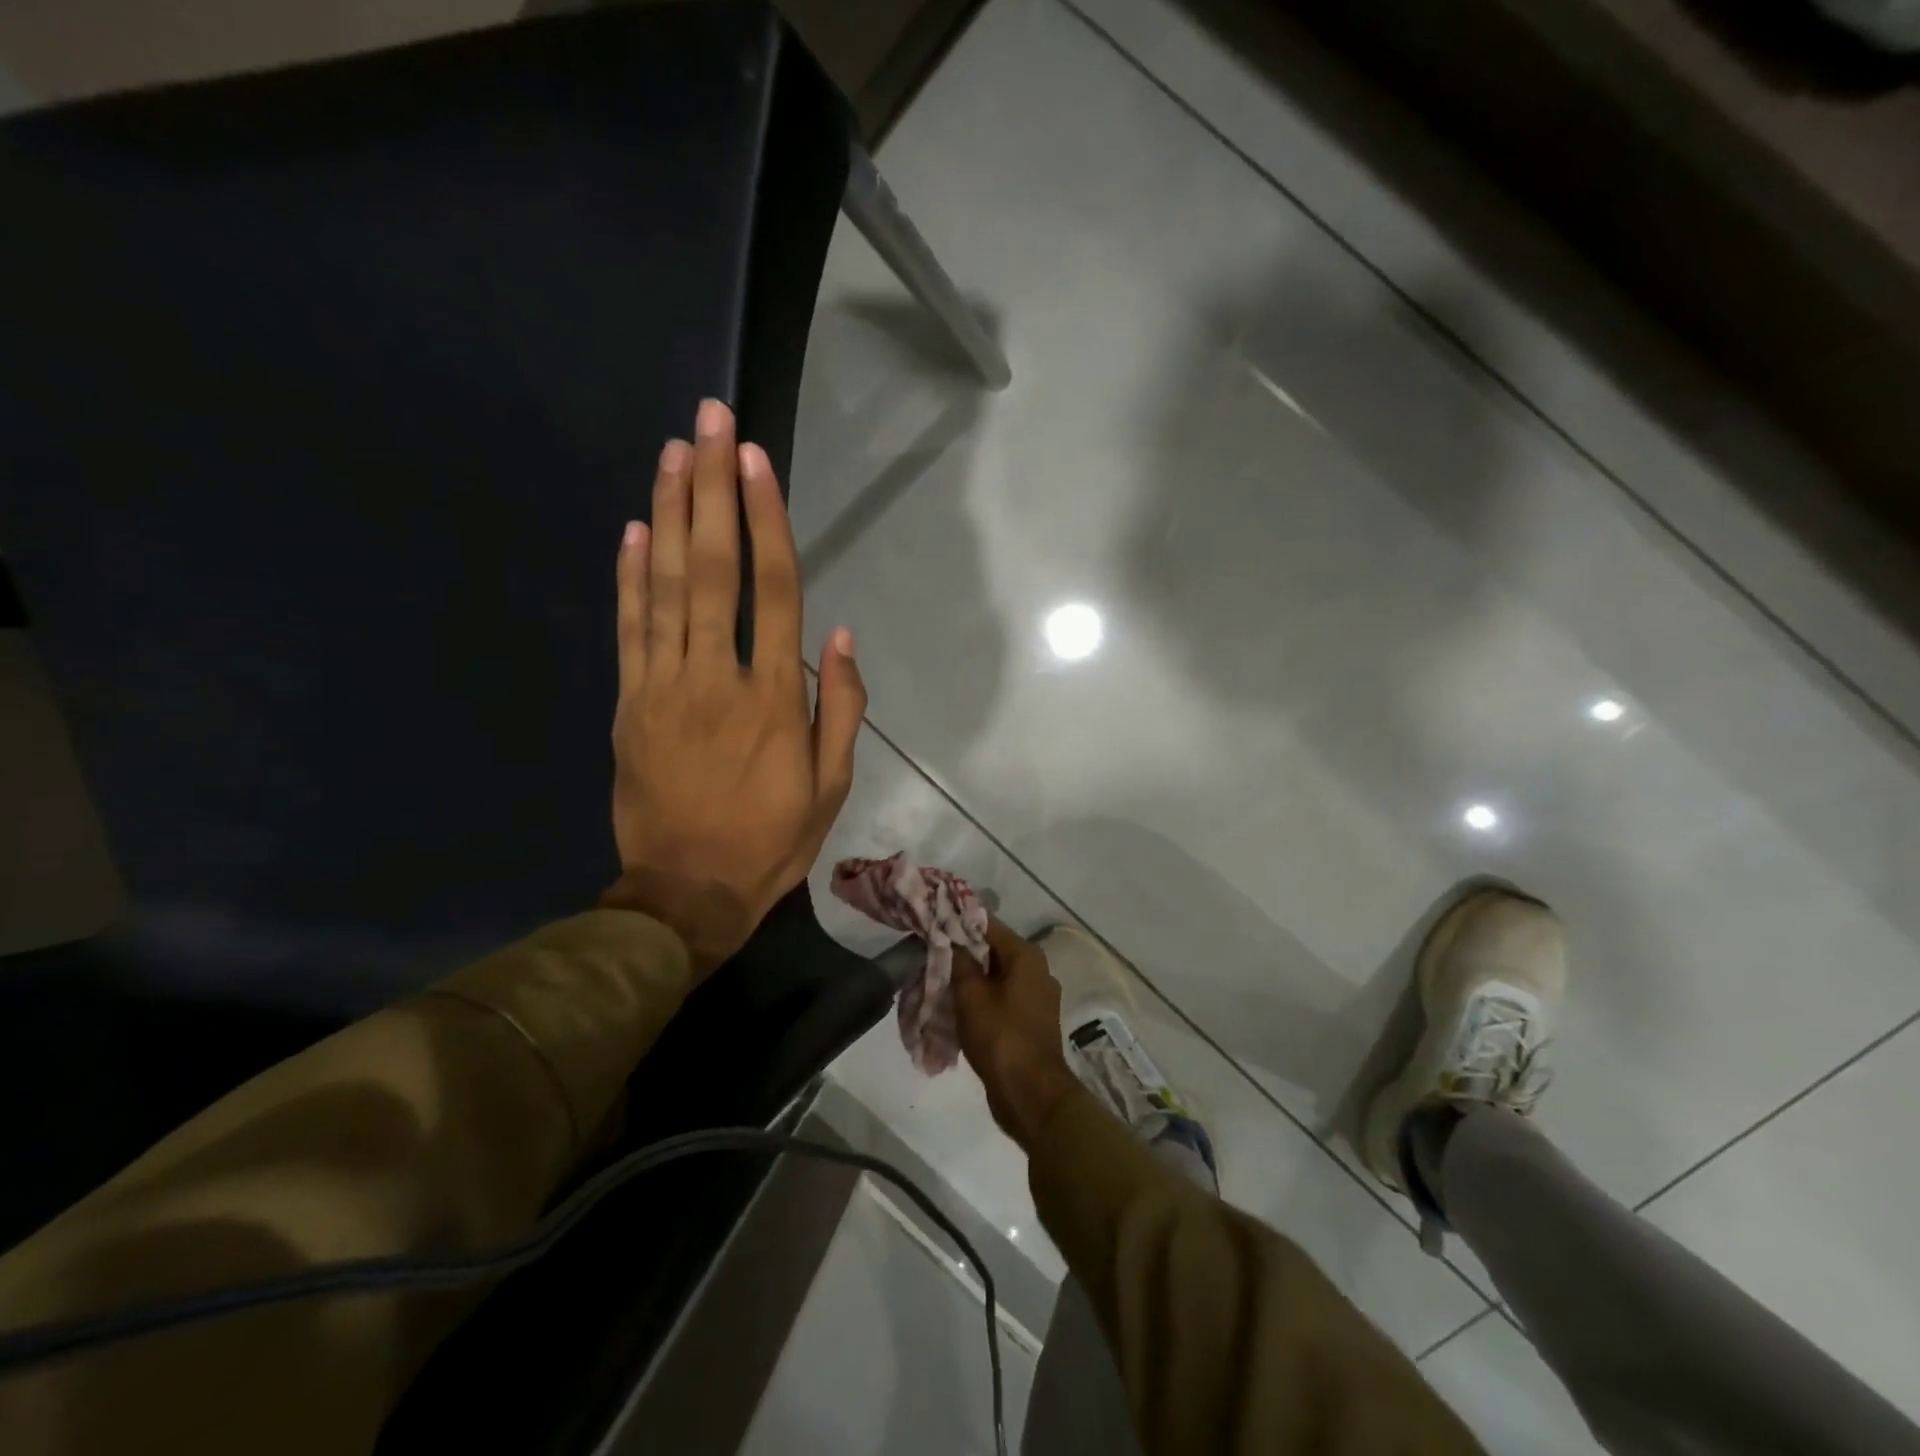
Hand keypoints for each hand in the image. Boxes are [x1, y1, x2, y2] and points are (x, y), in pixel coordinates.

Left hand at [602, 399, 865, 979]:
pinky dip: (627, 576)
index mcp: (773, 699)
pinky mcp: (629, 704)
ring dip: (666, 515)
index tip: (754, 461)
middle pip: (712, 568)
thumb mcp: (831, 788)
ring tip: (671, 453)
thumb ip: (839, 709)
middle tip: (706, 420)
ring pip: (663, 586)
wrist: (684, 894)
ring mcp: (663, 687)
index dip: (765, 520)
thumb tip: (841, 638)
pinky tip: (631, 529)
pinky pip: (628, 629)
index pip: (773, 591)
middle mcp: (716, 677)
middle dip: (710, 490)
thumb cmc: (770, 841)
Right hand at [952, 921, 1082, 1152]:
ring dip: (970, 977)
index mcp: (1026, 956)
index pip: (987, 924)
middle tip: (929, 951)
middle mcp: (1037, 970)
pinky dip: (981, 997)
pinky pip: (1002, 997)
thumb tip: (951, 938)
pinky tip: (957, 1005)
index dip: (958, 921)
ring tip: (938, 978)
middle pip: (993, 950)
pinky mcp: (1031, 1020)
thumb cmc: (1000, 1037)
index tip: (932, 920)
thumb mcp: (971, 996)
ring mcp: (1036, 997)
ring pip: (996, 975)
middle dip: (962, 951)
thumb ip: (960, 961)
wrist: (1030, 1094)